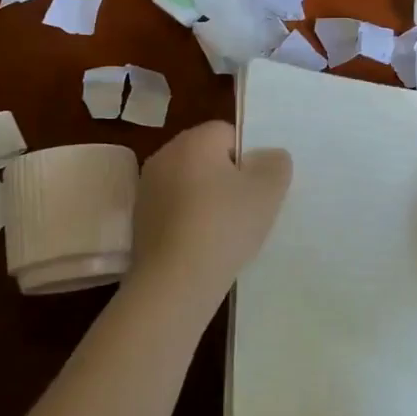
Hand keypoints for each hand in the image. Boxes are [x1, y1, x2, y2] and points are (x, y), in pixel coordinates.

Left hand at [127, 121, 291, 310]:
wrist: (175, 282)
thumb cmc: (225, 226)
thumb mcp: (268, 191)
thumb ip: (276, 164)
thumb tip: (270, 157)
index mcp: (193, 141)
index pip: (228, 133)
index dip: (249, 157)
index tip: (258, 186)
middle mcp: (164, 156)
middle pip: (207, 157)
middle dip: (228, 177)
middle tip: (249, 207)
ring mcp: (147, 189)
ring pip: (191, 184)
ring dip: (208, 199)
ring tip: (227, 230)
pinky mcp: (140, 220)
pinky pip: (175, 209)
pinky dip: (190, 220)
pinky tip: (205, 245)